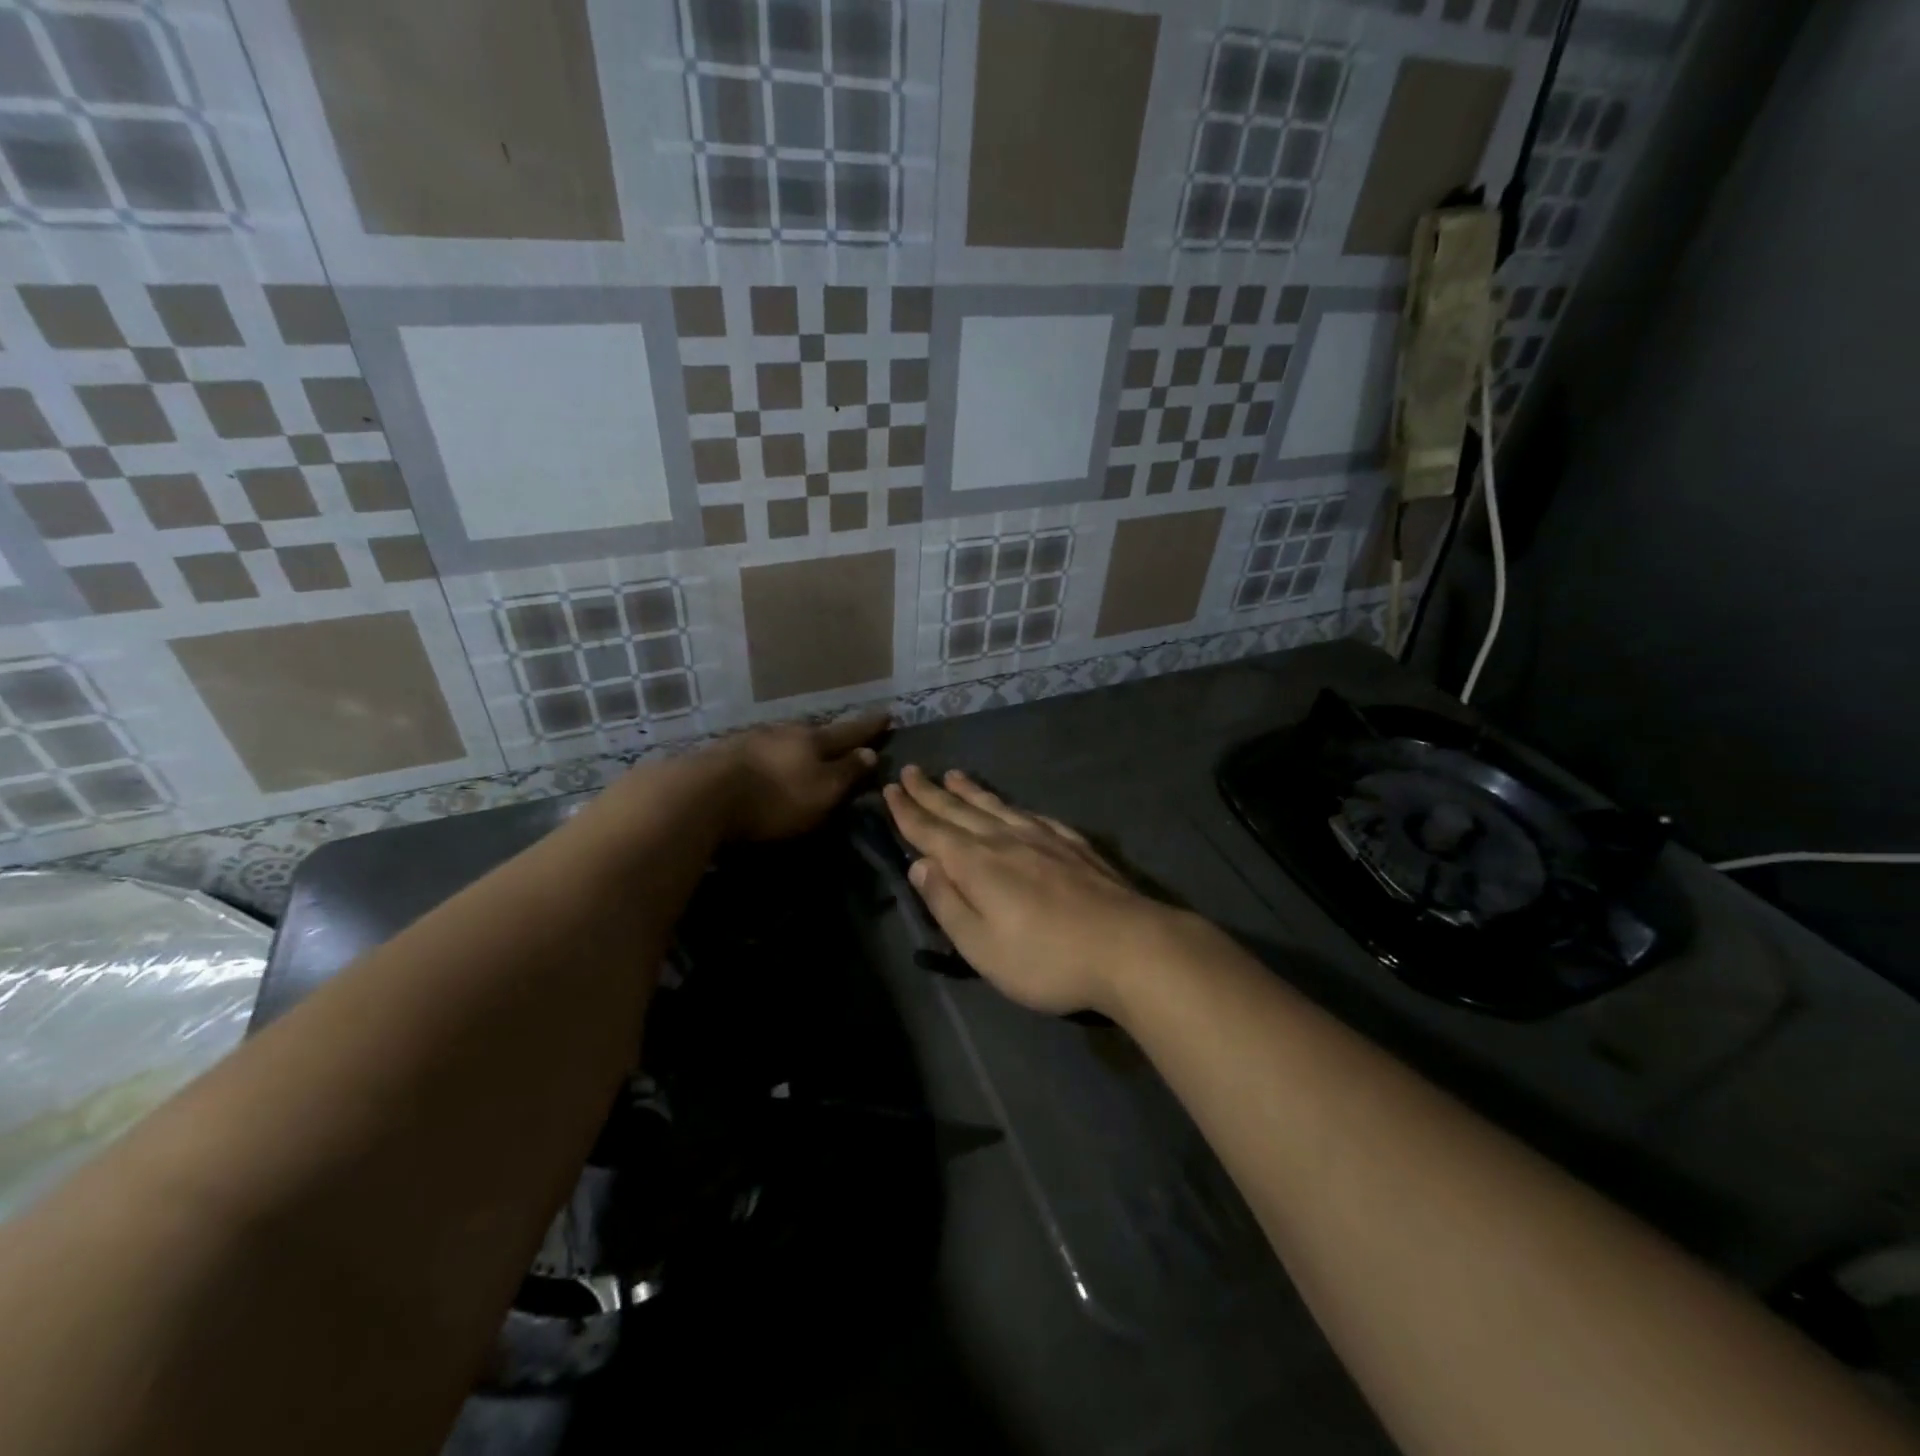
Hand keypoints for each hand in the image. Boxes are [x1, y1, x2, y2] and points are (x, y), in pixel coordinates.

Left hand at [716, 713, 885, 840]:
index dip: (869, 727)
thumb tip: (869, 752)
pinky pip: (758, 753)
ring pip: (783, 740)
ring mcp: (750, 740)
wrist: (701, 796)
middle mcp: (783, 732)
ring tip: (803, 755)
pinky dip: (770, 758)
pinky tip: (766, 765)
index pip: (849, 731)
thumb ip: (847, 772)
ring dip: (796, 747)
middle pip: (814, 733)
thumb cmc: (774, 797)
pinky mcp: (724, 755)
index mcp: (812, 740)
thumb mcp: (823, 791)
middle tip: (842, 739)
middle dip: (829, 737)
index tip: (887, 714)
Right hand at [883, 766, 1182, 1015]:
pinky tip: (1013, 806)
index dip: (907, 811)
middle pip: (959, 810)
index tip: (890, 789)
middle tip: (910, 771)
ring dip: (969, 790)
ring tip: (952, 774)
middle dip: (931, 792)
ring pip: (995, 806)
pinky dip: (1011, 805)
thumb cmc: (1046, 958)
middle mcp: (1005, 839)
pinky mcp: (1073, 844)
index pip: (931, 831)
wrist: (1129, 945)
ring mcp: (1043, 837)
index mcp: (977, 864)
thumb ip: (947, 903)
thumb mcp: (982, 947)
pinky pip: (1031, 814)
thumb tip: (919, 864)